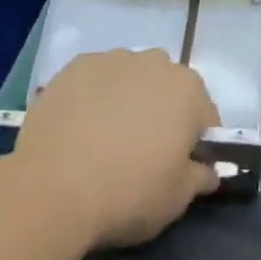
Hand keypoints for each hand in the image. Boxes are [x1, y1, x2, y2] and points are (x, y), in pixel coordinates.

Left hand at [15, 49, 220, 249]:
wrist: (53, 187)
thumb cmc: (128, 193)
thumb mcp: (177, 199)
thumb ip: (199, 178)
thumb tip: (207, 170)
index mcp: (188, 90)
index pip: (205, 117)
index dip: (196, 145)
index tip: (181, 169)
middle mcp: (155, 62)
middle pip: (167, 89)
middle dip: (162, 114)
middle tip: (142, 154)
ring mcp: (113, 60)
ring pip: (130, 79)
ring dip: (127, 101)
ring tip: (104, 141)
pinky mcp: (76, 66)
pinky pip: (95, 81)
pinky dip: (93, 98)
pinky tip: (79, 129)